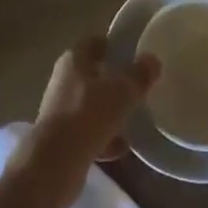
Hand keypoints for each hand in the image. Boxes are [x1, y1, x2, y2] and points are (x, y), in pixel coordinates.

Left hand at [29, 36, 159, 196]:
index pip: (93, 43)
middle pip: (90, 74)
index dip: (110, 45)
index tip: (130, 51)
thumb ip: (138, 75)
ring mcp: (60, 111)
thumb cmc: (88, 115)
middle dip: (111, 80)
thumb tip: (152, 59)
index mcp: (73, 61)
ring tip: (132, 118)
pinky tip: (121, 147)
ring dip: (108, 111)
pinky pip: (87, 132)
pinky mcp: (60, 139)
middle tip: (135, 85)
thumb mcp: (122, 92)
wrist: (54, 163)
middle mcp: (63, 81)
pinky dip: (103, 138)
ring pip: (89, 105)